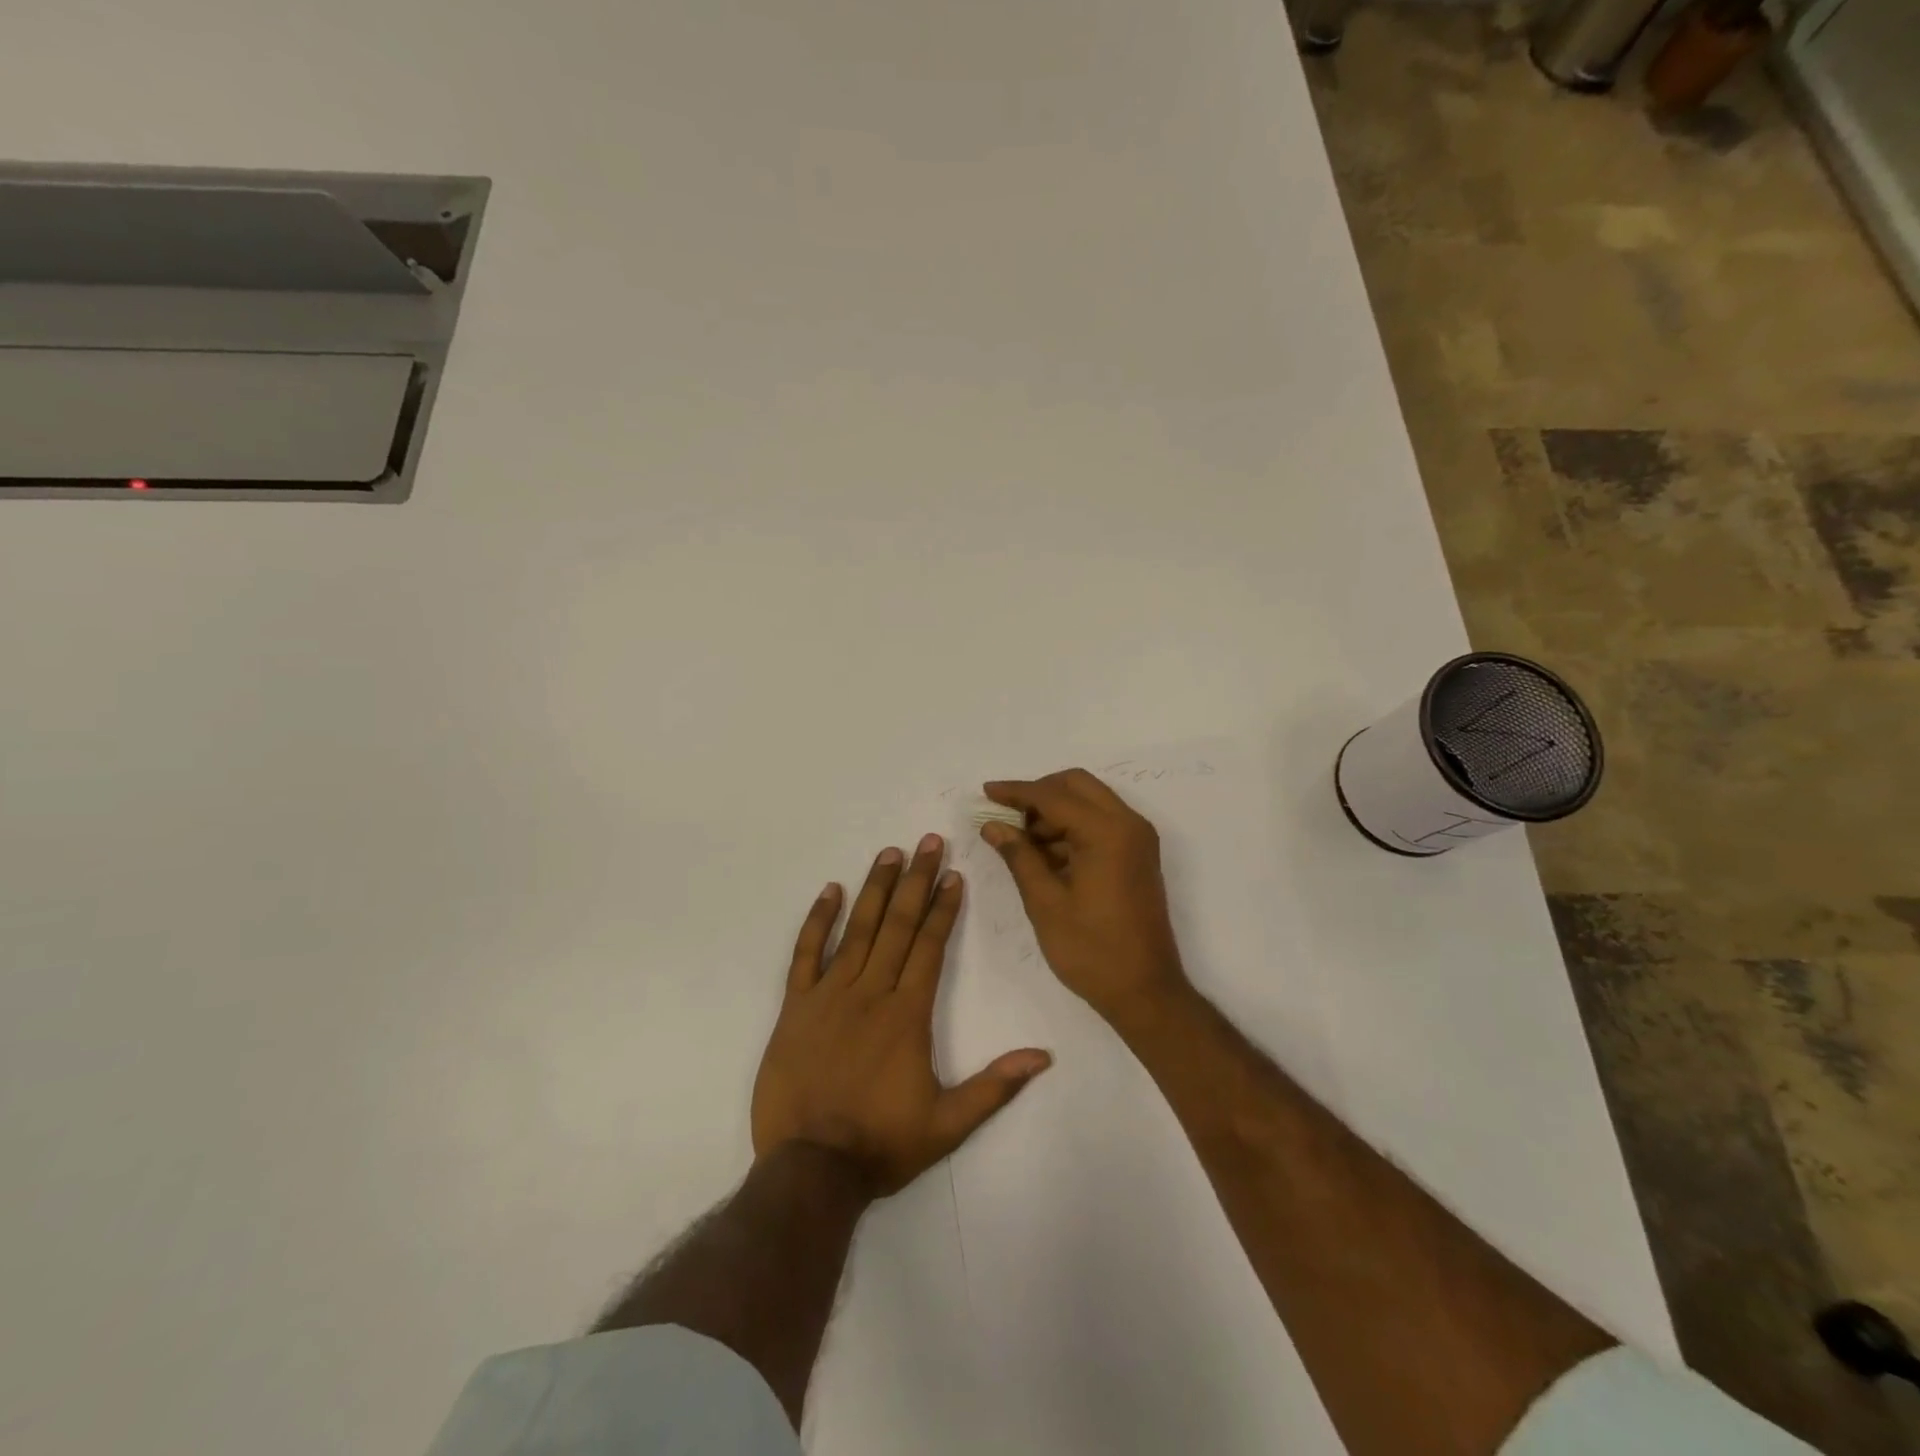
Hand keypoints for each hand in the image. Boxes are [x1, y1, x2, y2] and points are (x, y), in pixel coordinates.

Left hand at [751, 834, 1052, 1197]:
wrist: (810, 1168)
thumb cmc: (882, 1144)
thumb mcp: (948, 1124)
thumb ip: (995, 1086)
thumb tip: (1043, 1056)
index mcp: (907, 1013)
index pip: (929, 945)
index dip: (942, 907)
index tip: (952, 874)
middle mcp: (871, 992)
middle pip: (898, 924)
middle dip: (915, 880)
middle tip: (927, 841)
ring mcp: (829, 995)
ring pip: (857, 929)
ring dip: (875, 888)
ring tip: (889, 853)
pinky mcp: (796, 1006)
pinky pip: (806, 953)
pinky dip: (818, 920)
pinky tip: (831, 891)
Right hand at [979, 770, 1189, 1024]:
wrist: (1145, 992)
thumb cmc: (1091, 950)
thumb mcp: (1045, 902)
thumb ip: (1018, 855)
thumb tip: (992, 825)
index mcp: (1107, 832)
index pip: (1053, 795)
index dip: (1016, 792)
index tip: (985, 792)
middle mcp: (1129, 824)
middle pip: (1077, 785)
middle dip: (1038, 794)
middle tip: (1006, 817)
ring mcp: (1138, 839)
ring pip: (1090, 801)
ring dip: (1055, 811)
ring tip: (1021, 843)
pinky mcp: (1138, 855)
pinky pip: (1101, 823)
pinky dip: (1072, 828)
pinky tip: (1045, 855)